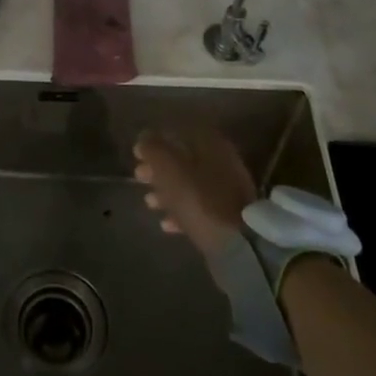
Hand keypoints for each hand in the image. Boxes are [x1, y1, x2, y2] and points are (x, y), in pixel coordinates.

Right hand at [133, 128, 257, 260]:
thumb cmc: (199, 198)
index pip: (179, 132)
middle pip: (184, 159)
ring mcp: (228, 190)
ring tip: (149, 202)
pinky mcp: (228, 217)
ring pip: (190, 184)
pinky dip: (181, 212)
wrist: (237, 243)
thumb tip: (143, 139)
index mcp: (211, 143)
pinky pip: (199, 208)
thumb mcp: (168, 168)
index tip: (138, 153)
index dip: (157, 141)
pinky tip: (165, 223)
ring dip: (167, 191)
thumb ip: (152, 148)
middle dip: (159, 168)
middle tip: (139, 176)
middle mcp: (223, 162)